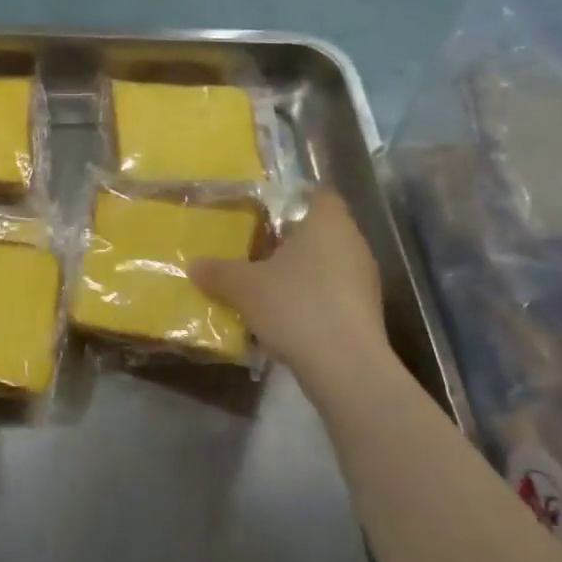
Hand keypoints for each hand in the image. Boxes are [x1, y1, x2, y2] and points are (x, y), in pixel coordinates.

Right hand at [190, 189, 395, 406]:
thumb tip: (194, 265)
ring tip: (267, 286)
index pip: (318, 194)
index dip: (294, 199)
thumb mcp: (244, 288)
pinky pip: (335, 293)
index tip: (266, 212)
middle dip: (291, 240)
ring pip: (329, 264)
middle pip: (321, 231)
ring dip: (302, 272)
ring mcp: (365, 279)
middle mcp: (353, 243)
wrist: (345, 367)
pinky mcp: (367, 312)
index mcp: (328, 222)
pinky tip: (287, 318)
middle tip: (257, 249)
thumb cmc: (295, 306)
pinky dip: (314, 299)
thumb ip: (218, 272)